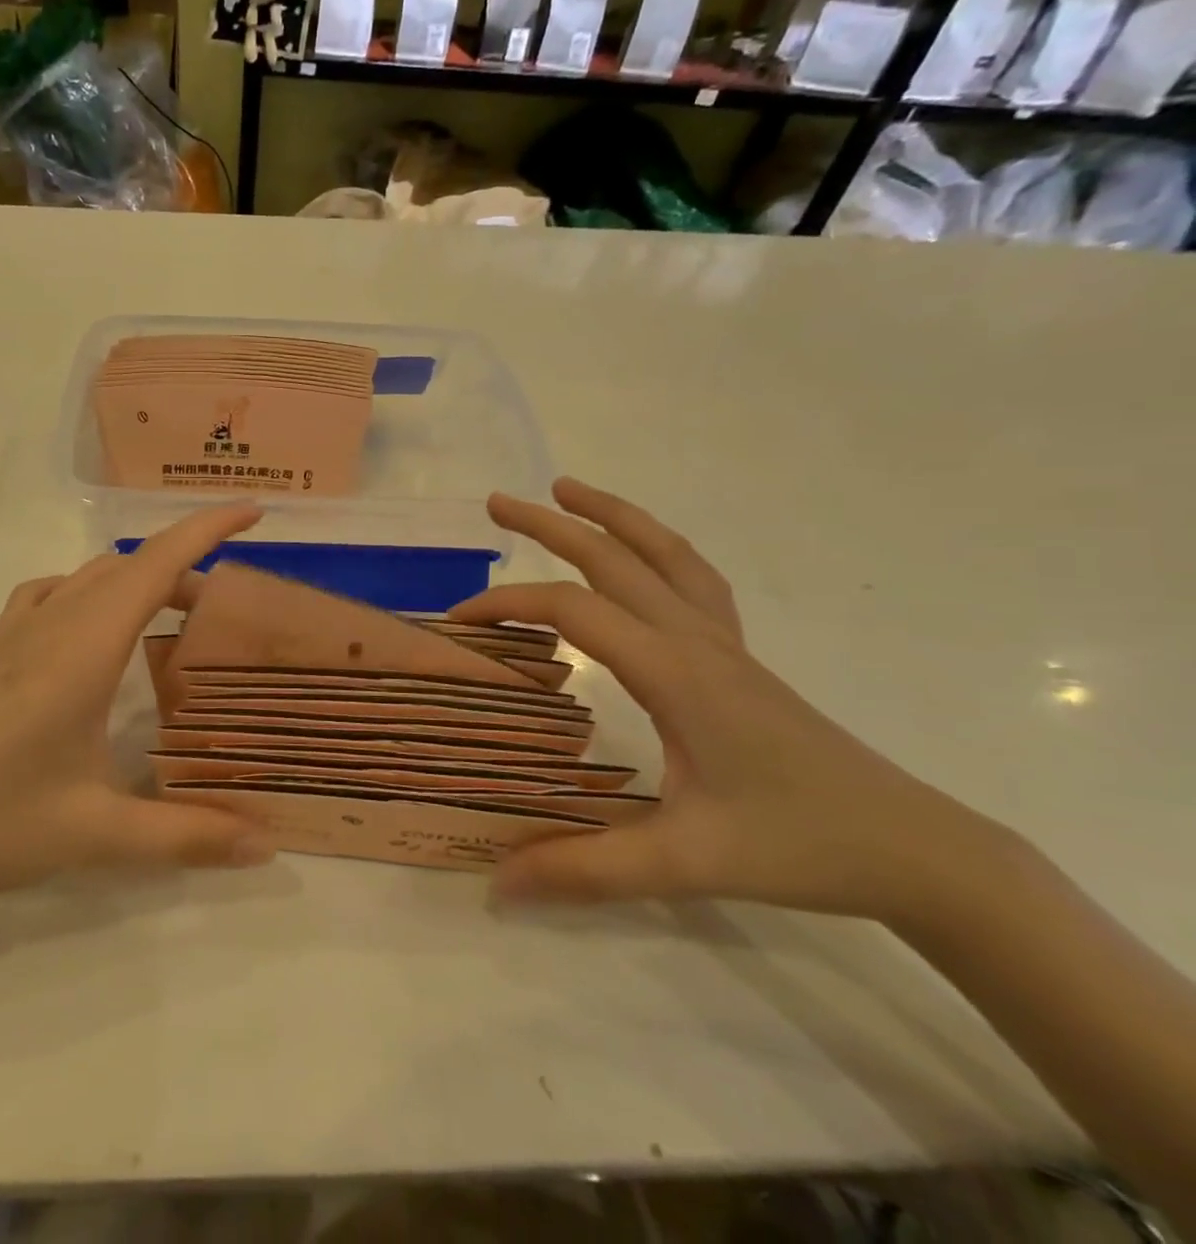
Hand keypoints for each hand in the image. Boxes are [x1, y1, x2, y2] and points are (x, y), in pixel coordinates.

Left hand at [0, 506, 276, 928]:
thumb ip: (187, 837)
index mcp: (84, 646)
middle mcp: (53, 623)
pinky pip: (54, 594)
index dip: (207, 528)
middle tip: (228, 611)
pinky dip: (92, 591)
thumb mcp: (96, 833)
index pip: (156, 563)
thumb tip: (266, 847)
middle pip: (131, 566)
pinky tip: (95, 633)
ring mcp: (17, 634)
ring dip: (140, 579)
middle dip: (187, 567)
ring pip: (92, 576)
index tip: (254, 510)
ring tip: (174, 619)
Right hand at [454, 478, 1003, 922]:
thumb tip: (495, 883)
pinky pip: (692, 578)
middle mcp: (694, 639)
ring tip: (566, 489)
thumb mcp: (685, 862)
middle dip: (550, 524)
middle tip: (496, 503)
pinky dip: (656, 547)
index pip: (573, 611)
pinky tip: (639, 554)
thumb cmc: (798, 846)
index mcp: (674, 671)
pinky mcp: (739, 656)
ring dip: (611, 515)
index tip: (460, 621)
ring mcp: (723, 642)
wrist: (913, 848)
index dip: (509, 605)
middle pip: (613, 557)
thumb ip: (586, 868)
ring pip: (663, 553)